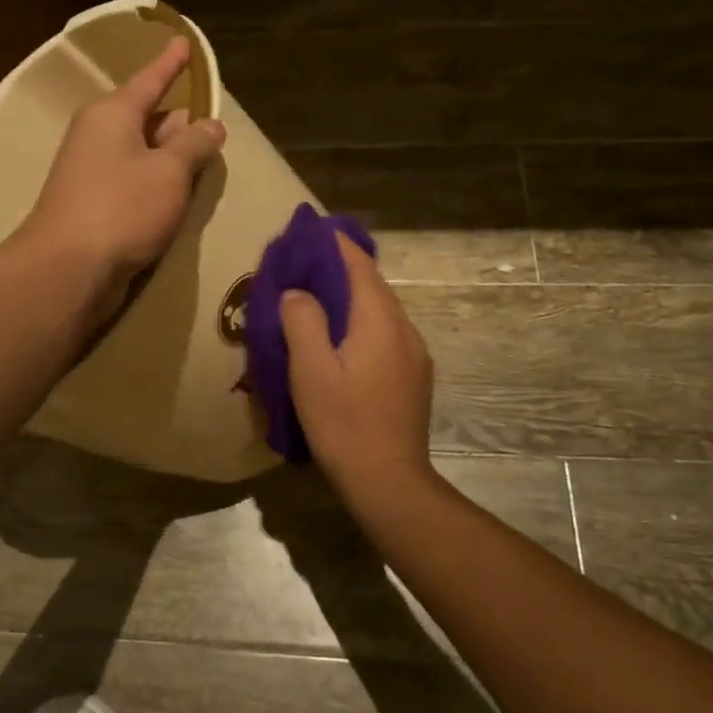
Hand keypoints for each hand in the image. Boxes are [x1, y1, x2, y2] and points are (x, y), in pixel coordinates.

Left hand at [17, 36, 226, 317]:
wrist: (67, 269)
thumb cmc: (122, 208)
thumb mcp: (170, 172)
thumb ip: (194, 145)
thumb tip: (211, 125)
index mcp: (113, 114)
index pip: (150, 80)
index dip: (171, 63)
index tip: (184, 43)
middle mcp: (97, 135)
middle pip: (148, 118)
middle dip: (179, 124)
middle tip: (211, 132)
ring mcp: (91, 171)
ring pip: (142, 153)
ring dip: (170, 160)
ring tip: (202, 167)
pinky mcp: (92, 205)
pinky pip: (132, 182)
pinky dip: (155, 185)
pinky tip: (175, 200)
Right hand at [279, 232, 434, 490]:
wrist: (389, 481)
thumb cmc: (344, 423)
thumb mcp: (310, 371)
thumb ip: (302, 321)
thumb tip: (298, 292)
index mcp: (380, 321)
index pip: (359, 266)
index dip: (335, 244)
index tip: (310, 231)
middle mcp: (404, 329)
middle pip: (372, 285)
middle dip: (340, 269)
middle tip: (303, 265)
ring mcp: (414, 354)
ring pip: (380, 311)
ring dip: (351, 298)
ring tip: (316, 299)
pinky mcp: (413, 376)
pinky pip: (385, 333)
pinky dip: (361, 322)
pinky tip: (340, 339)